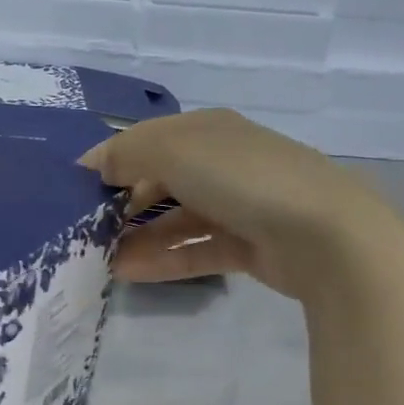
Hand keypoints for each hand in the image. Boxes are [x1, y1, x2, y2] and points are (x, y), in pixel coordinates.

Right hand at [79, 109, 403, 298]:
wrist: (327, 235)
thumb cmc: (243, 178)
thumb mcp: (174, 151)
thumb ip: (126, 153)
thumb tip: (95, 164)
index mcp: (208, 131)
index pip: (148, 140)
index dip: (111, 160)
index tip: (76, 190)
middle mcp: (223, 163)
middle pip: (161, 180)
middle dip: (123, 203)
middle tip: (88, 230)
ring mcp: (239, 206)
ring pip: (176, 219)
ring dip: (138, 237)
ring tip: (101, 259)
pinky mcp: (249, 246)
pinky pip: (195, 250)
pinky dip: (163, 260)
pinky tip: (129, 273)